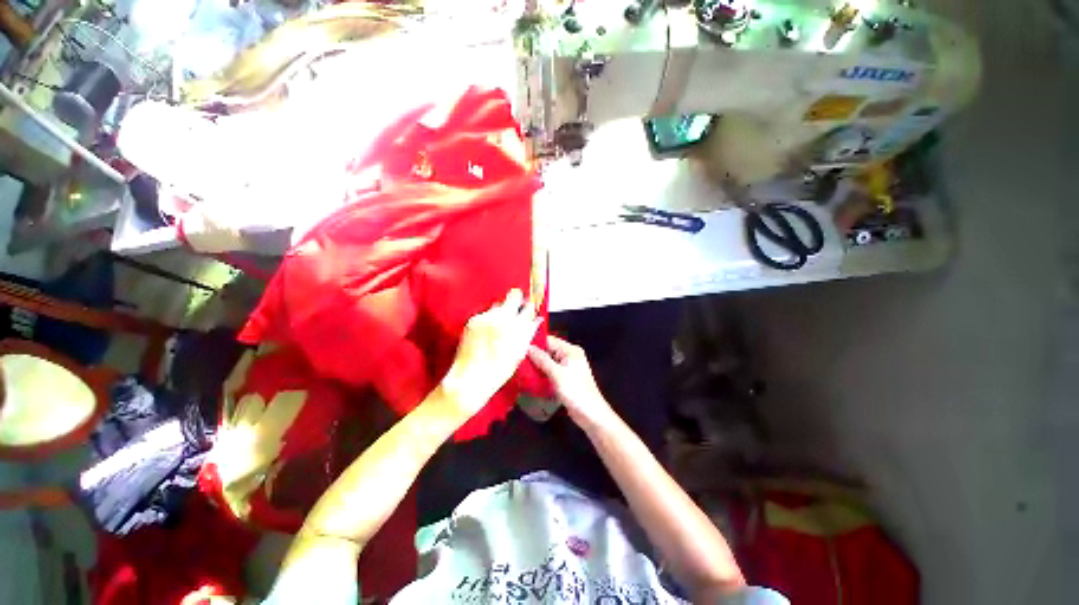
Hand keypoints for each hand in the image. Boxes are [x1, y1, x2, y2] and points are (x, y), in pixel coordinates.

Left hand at [442, 289, 542, 416]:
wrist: (471, 377)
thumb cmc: (498, 369)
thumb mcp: (519, 352)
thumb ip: (528, 332)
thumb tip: (535, 320)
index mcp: (517, 327)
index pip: (529, 306)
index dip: (530, 306)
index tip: (530, 306)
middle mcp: (502, 318)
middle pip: (514, 295)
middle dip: (517, 299)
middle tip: (517, 306)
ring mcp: (486, 317)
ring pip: (498, 303)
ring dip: (502, 309)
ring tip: (501, 323)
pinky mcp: (474, 320)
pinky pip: (486, 313)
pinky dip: (489, 318)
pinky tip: (488, 330)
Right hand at [527, 335, 616, 430]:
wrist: (591, 414)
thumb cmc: (576, 391)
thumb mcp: (557, 374)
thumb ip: (542, 360)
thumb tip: (529, 348)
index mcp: (571, 350)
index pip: (550, 340)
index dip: (535, 343)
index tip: (519, 347)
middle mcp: (569, 356)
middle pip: (548, 351)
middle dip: (534, 355)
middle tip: (516, 359)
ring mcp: (567, 368)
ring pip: (548, 362)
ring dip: (536, 365)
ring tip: (519, 367)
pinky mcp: (564, 379)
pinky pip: (550, 372)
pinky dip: (541, 373)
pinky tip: (529, 377)